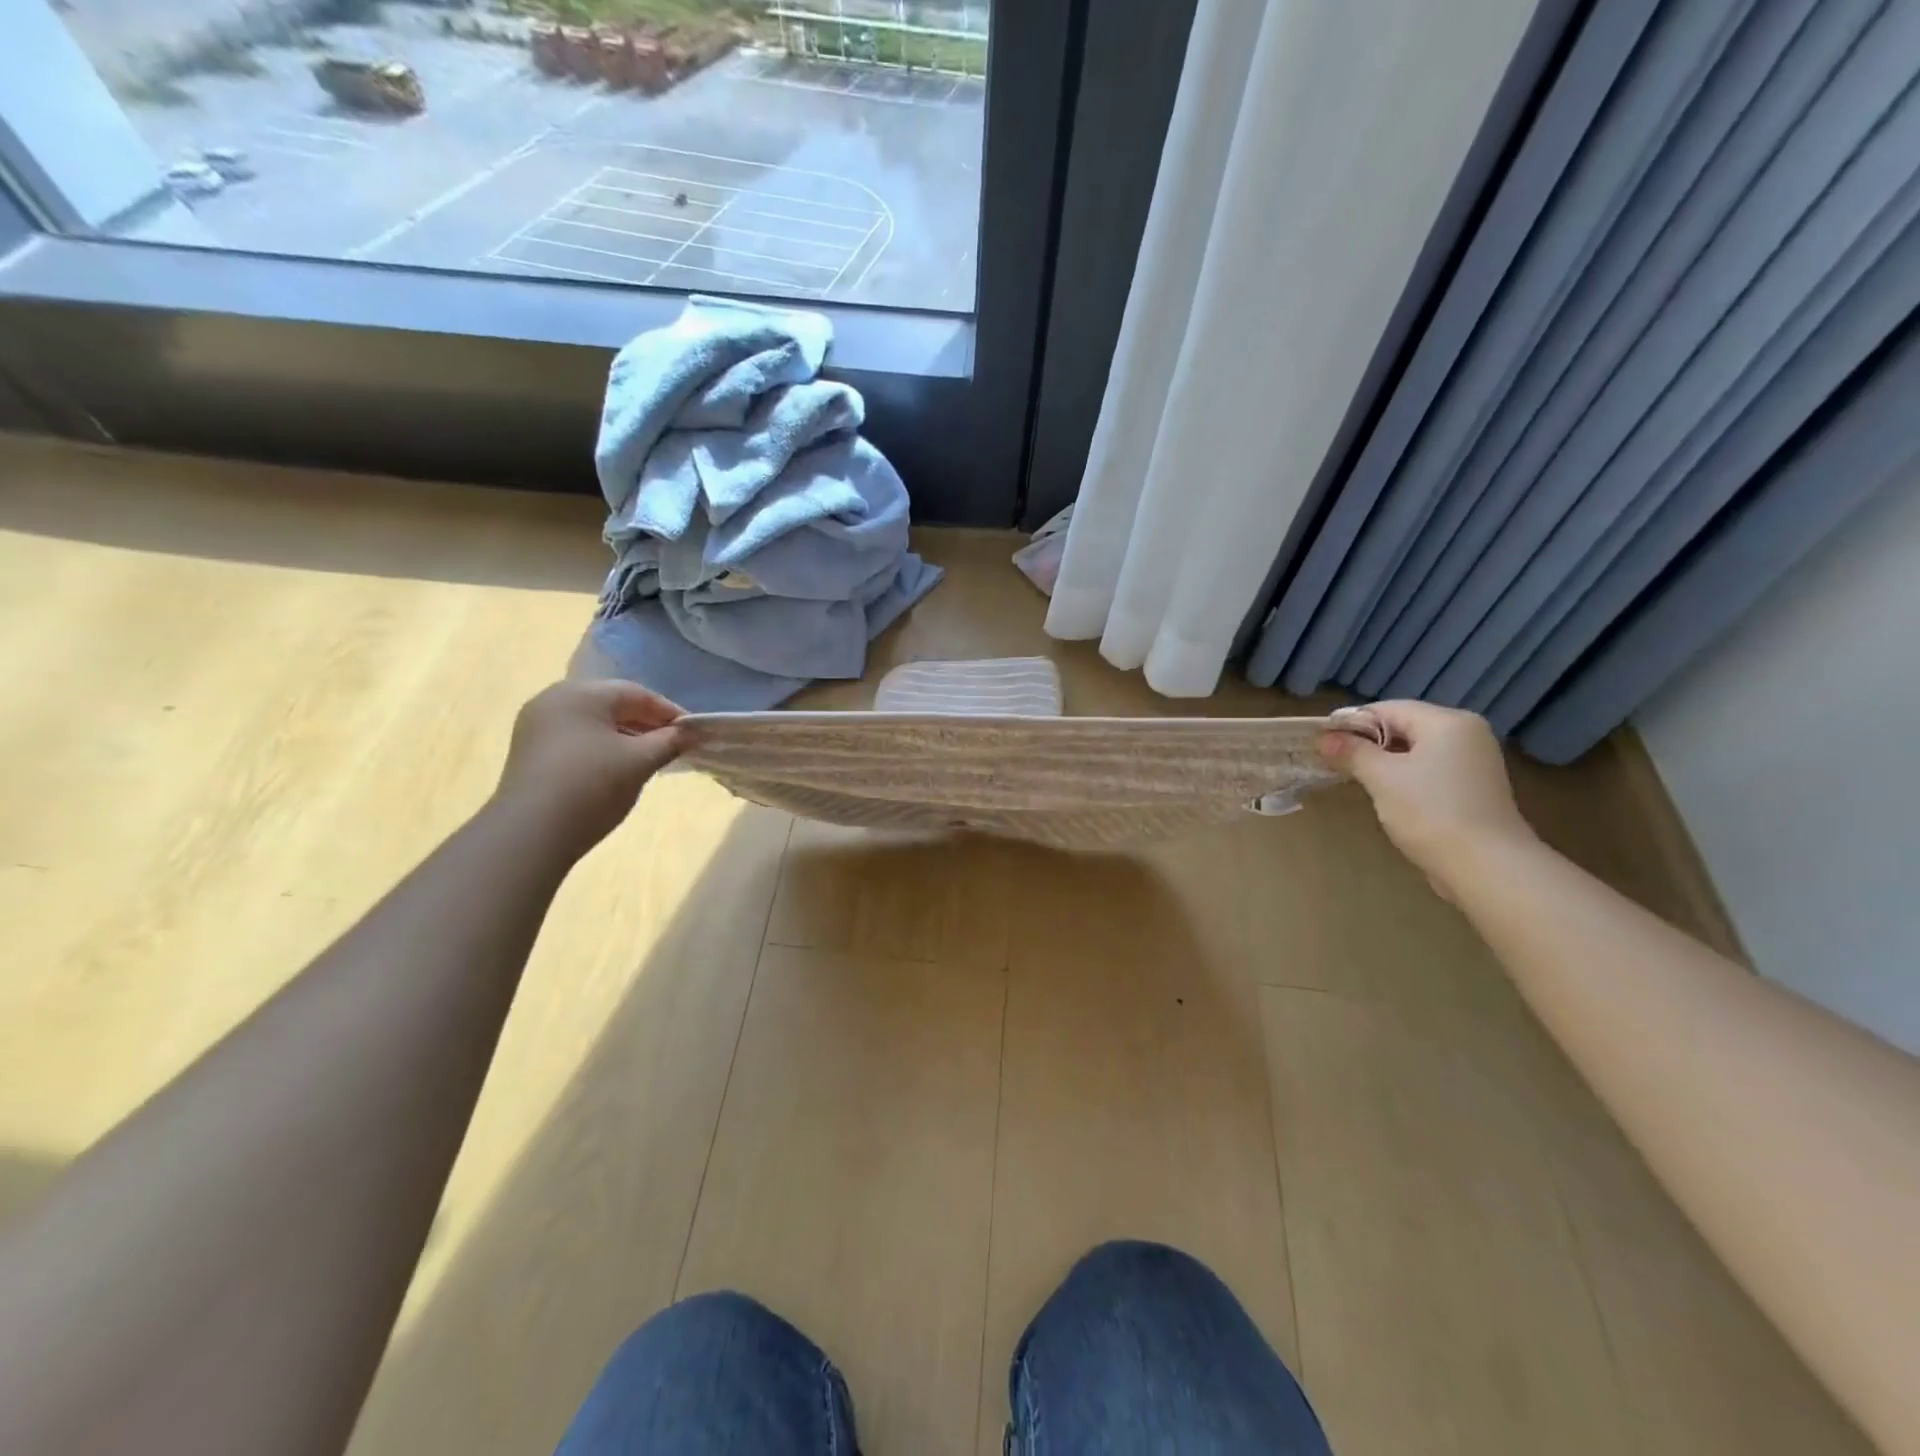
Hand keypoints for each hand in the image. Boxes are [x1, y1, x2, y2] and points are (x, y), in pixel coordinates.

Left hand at [493, 680, 686, 854]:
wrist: (531, 833)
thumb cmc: (592, 785)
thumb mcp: (640, 761)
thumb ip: (669, 741)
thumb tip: (689, 733)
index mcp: (582, 693)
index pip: (637, 693)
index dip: (669, 712)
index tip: (692, 733)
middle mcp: (555, 699)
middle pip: (612, 704)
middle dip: (646, 723)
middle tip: (673, 745)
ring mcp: (537, 725)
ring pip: (594, 722)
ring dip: (625, 736)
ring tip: (649, 759)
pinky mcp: (530, 750)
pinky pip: (576, 738)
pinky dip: (602, 747)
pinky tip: (617, 769)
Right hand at [1320, 700, 1535, 890]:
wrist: (1486, 867)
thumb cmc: (1430, 812)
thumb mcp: (1382, 778)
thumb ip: (1352, 752)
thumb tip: (1324, 738)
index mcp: (1448, 722)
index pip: (1389, 709)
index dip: (1352, 722)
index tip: (1322, 741)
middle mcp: (1467, 734)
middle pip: (1405, 727)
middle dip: (1368, 743)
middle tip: (1334, 760)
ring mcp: (1474, 763)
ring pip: (1417, 751)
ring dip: (1385, 761)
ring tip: (1355, 778)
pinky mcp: (1474, 788)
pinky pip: (1430, 770)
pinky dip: (1406, 776)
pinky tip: (1387, 795)